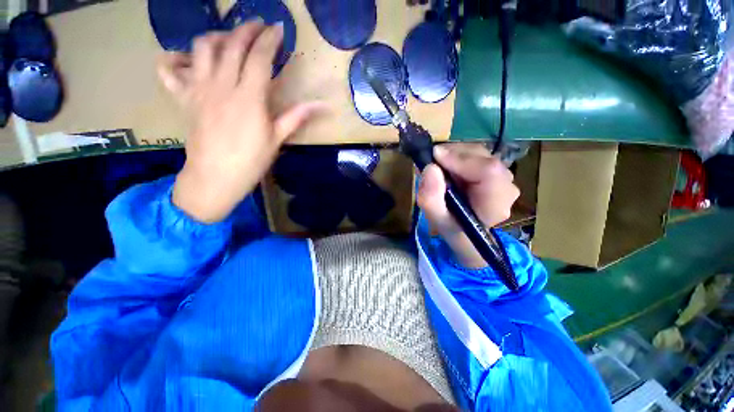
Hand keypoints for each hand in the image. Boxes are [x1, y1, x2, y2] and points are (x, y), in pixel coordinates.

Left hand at [157, 21, 324, 222]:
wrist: (216, 177)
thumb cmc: (251, 160)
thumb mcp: (278, 139)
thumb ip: (296, 116)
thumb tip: (323, 106)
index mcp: (249, 98)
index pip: (260, 57)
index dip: (270, 40)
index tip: (278, 29)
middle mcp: (222, 85)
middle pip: (232, 44)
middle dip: (247, 29)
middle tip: (258, 25)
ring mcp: (198, 89)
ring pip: (202, 47)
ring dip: (216, 36)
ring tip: (228, 38)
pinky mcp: (182, 98)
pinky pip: (168, 69)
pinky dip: (174, 58)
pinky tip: (187, 59)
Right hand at [417, 144, 519, 267]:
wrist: (464, 229)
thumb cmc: (451, 225)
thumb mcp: (436, 218)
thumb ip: (431, 198)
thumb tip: (430, 168)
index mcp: (495, 204)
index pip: (488, 171)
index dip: (460, 160)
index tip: (435, 157)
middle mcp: (506, 187)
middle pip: (482, 158)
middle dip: (453, 155)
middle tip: (432, 163)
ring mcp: (504, 176)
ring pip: (479, 153)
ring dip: (454, 154)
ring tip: (438, 167)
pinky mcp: (497, 169)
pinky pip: (478, 154)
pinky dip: (459, 155)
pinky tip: (448, 167)